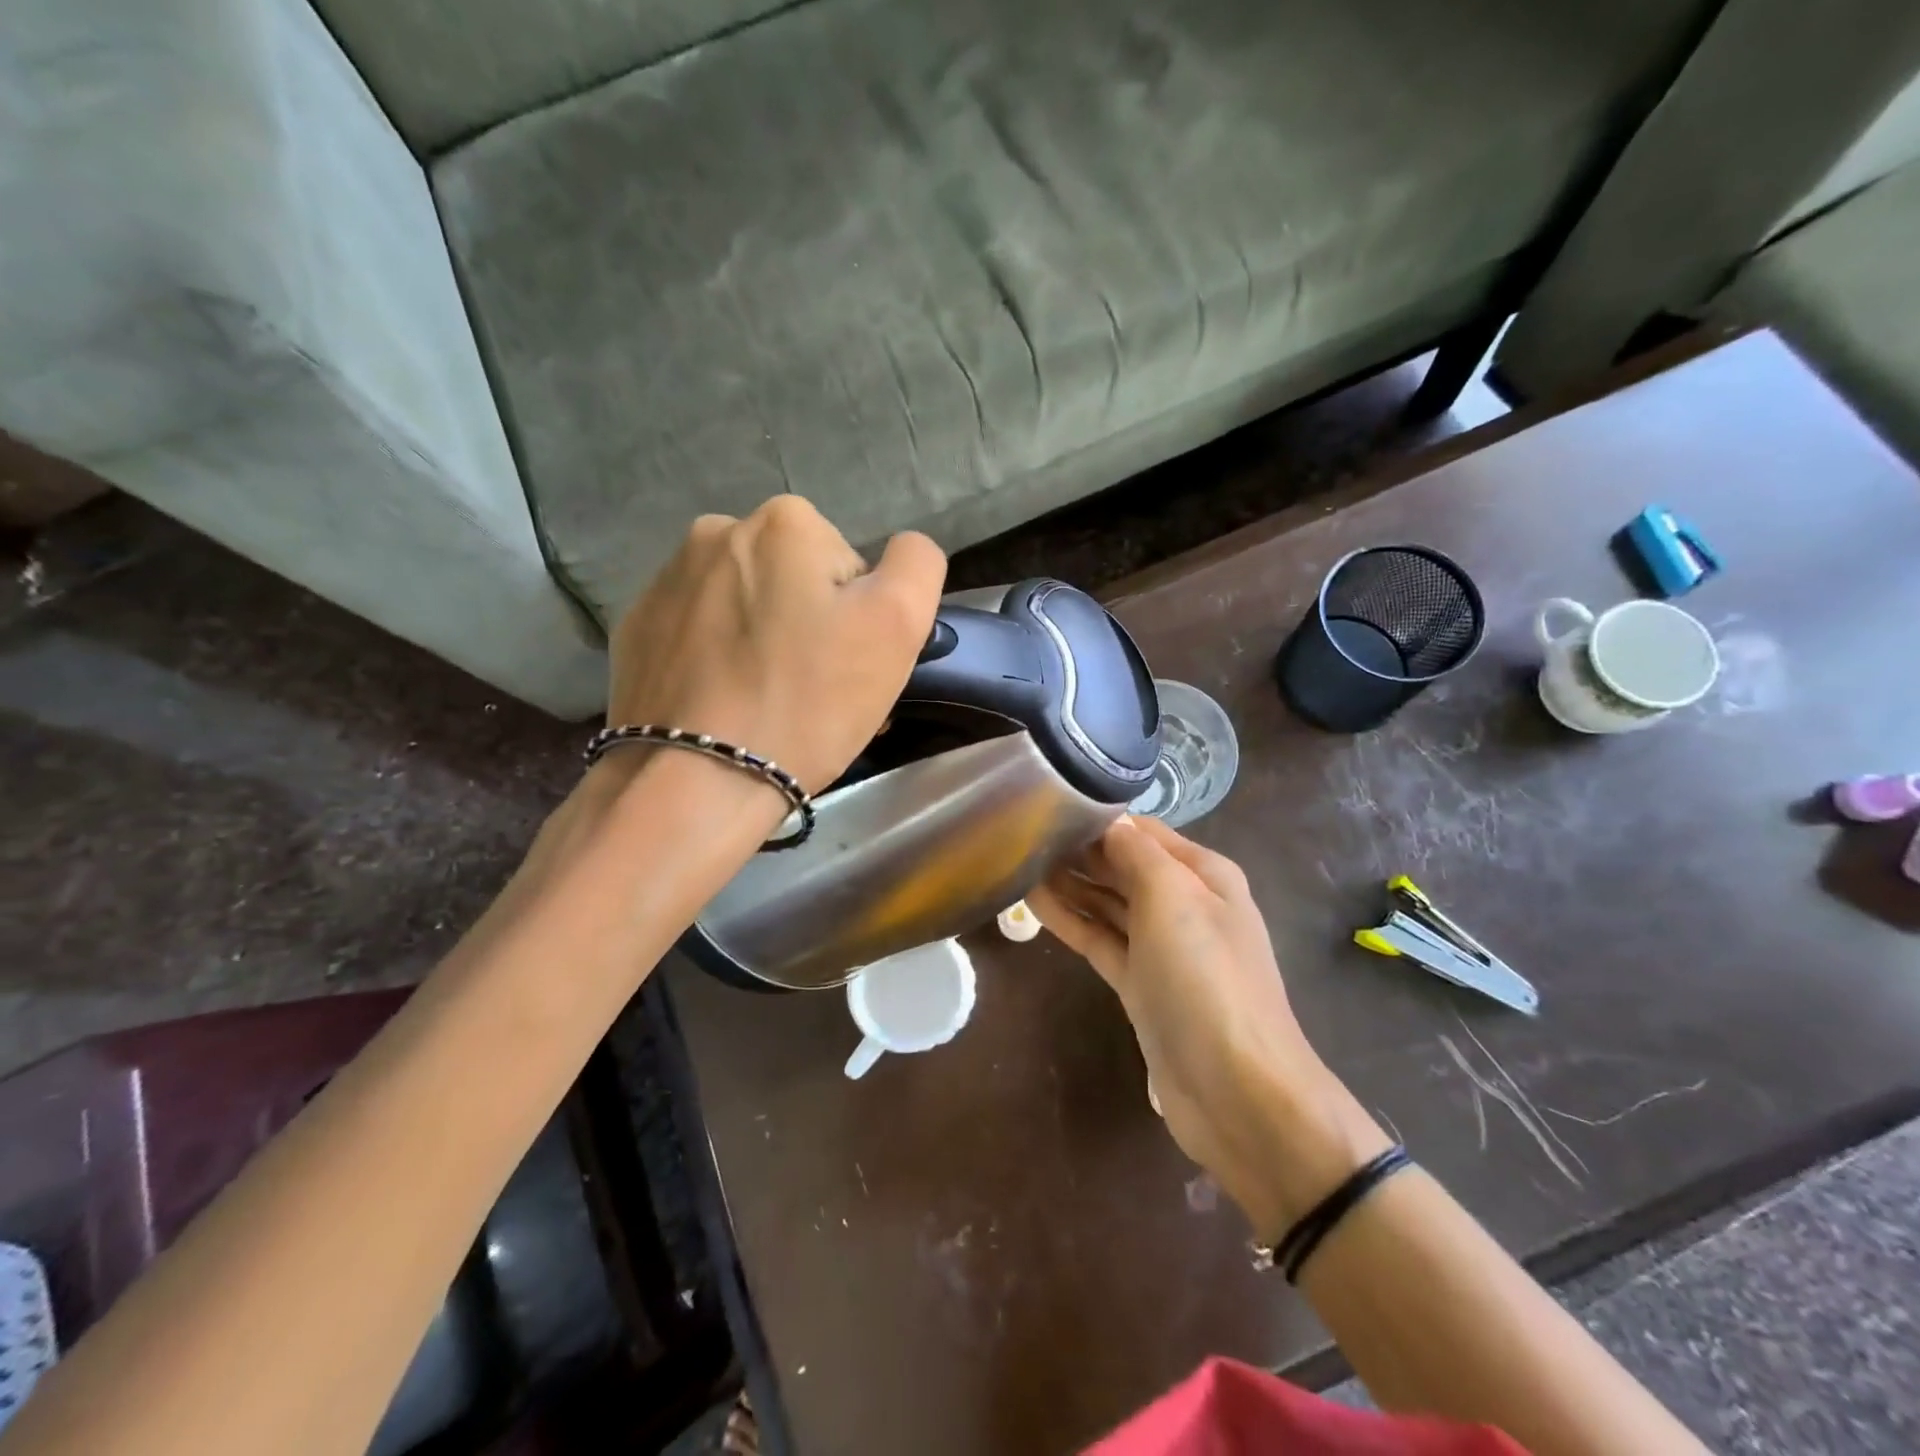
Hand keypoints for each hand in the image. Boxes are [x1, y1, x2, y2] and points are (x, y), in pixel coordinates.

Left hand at [606, 497, 946, 793]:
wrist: (697, 779)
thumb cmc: (808, 701)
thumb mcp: (897, 624)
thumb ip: (916, 564)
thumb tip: (902, 550)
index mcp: (785, 522)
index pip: (850, 566)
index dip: (858, 618)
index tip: (846, 666)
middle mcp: (718, 531)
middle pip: (794, 581)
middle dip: (808, 623)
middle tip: (812, 690)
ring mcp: (667, 579)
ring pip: (747, 605)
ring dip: (764, 639)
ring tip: (765, 701)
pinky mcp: (636, 628)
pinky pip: (700, 633)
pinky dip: (718, 658)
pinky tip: (723, 703)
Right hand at [1029, 816, 1388, 1234]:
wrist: (1236, 1090)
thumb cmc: (1205, 977)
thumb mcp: (1173, 897)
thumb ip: (1136, 852)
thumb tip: (1107, 819)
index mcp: (1203, 874)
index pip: (1143, 831)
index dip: (1099, 818)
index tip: (1049, 804)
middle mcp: (1184, 904)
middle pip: (1123, 865)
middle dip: (1079, 849)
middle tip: (1022, 832)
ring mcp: (1161, 947)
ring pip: (1108, 902)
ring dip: (1069, 882)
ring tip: (1018, 859)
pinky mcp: (1140, 984)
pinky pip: (1100, 939)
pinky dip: (1070, 919)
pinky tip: (1032, 901)